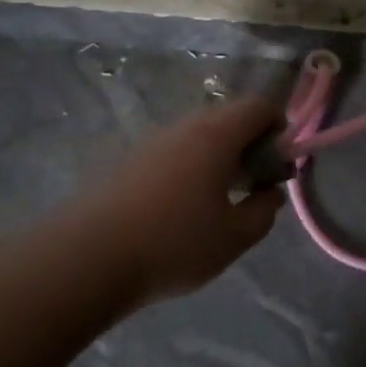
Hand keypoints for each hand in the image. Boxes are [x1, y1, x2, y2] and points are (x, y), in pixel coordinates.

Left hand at [85, 97, 287, 303]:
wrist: (86, 259)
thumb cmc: (173, 243)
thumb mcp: (235, 237)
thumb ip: (264, 211)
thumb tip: (271, 193)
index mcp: (217, 135)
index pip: (259, 106)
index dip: (280, 127)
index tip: (279, 164)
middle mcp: (185, 128)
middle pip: (229, 118)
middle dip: (250, 144)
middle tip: (253, 185)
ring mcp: (152, 142)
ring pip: (199, 136)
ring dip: (219, 157)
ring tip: (219, 201)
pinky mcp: (128, 162)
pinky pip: (174, 153)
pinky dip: (191, 168)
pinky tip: (182, 210)